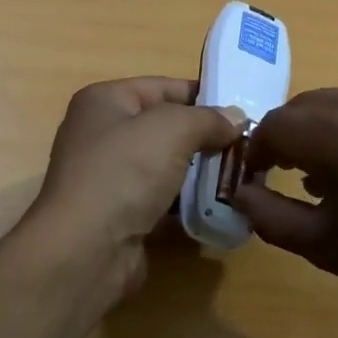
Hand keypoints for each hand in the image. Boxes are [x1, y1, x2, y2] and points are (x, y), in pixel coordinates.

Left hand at [24, 78, 244, 302]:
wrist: (87, 249)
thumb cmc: (124, 172)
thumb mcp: (172, 129)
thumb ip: (208, 118)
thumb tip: (236, 118)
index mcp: (104, 101)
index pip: (162, 88)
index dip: (203, 96)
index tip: (243, 111)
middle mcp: (102, 135)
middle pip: (166, 128)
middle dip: (206, 138)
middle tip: (250, 149)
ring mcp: (110, 178)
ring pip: (167, 167)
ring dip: (202, 173)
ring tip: (243, 178)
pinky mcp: (121, 215)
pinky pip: (163, 201)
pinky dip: (189, 204)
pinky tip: (221, 207)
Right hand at [232, 85, 337, 337]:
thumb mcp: (323, 246)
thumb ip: (269, 216)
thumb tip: (241, 195)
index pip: (274, 125)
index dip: (256, 152)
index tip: (255, 180)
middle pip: (308, 107)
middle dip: (290, 138)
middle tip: (286, 177)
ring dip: (325, 132)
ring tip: (332, 178)